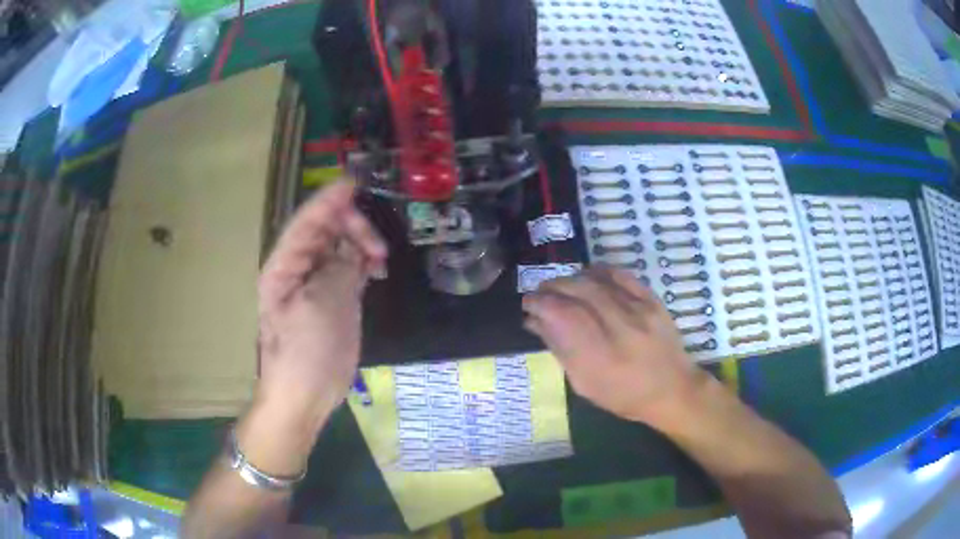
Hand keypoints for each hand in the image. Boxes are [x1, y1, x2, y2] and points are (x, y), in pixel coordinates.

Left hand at [256, 181, 386, 432]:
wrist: (304, 396)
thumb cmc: (305, 353)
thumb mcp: (323, 307)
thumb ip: (339, 269)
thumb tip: (353, 247)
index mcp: (285, 266)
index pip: (307, 222)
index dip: (330, 200)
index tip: (356, 183)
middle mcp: (299, 269)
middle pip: (325, 231)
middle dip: (352, 227)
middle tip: (377, 244)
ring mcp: (317, 285)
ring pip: (340, 248)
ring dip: (361, 245)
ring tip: (380, 258)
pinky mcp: (333, 300)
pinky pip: (349, 269)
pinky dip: (364, 263)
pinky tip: (377, 268)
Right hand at [522, 266, 705, 427]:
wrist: (673, 389)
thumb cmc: (624, 396)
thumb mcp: (585, 384)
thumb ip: (560, 350)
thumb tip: (535, 322)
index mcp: (600, 356)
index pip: (563, 315)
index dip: (540, 303)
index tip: (528, 303)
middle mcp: (620, 328)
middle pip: (578, 291)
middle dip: (552, 287)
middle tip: (539, 292)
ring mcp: (639, 310)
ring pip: (597, 280)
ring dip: (571, 278)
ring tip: (559, 285)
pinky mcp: (652, 300)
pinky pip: (621, 275)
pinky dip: (599, 271)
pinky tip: (587, 275)